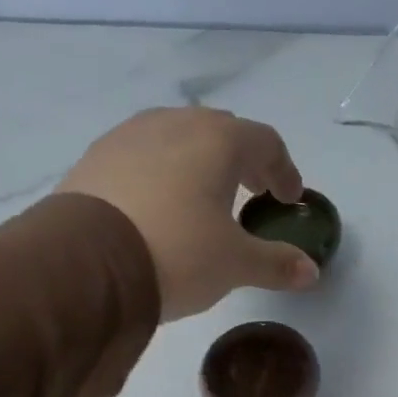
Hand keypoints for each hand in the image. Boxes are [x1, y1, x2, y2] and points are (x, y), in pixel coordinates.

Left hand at [59, 108, 318, 320]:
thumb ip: (277, 264)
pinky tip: (159, 204)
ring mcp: (130, 135)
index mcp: (218, 141)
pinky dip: (163, 171)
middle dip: (243, 161)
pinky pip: (143, 154)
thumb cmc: (177, 252)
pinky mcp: (97, 157)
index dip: (284, 171)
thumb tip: (312, 272)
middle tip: (251, 192)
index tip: (287, 199)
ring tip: (204, 197)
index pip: (266, 142)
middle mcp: (175, 124)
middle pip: (222, 132)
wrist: (85, 263)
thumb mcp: (235, 264)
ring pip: (178, 137)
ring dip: (200, 162)